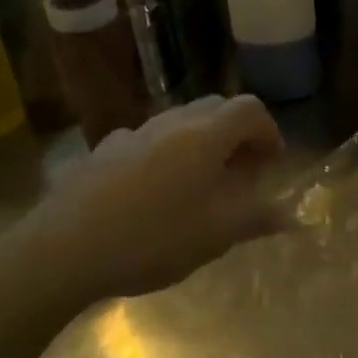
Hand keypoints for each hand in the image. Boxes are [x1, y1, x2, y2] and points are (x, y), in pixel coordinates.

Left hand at [14, 95, 288, 305]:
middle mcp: (171, 123)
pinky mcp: (102, 150)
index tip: (271, 165)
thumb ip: (258, 218)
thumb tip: (293, 216)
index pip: (250, 109)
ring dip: (201, 142)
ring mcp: (132, 133)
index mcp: (204, 136)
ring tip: (200, 185)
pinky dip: (165, 154)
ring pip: (179, 121)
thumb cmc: (153, 239)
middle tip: (241, 173)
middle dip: (237, 133)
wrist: (63, 250)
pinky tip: (154, 192)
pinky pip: (147, 140)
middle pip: (216, 107)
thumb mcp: (216, 235)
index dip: (269, 132)